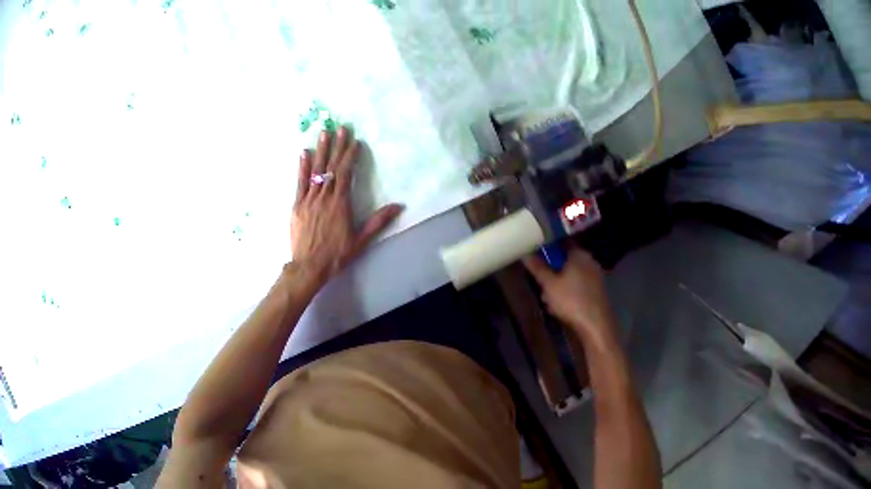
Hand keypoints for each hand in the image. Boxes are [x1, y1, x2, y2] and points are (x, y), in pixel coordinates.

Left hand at [290, 127, 403, 288]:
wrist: (309, 267)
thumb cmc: (336, 255)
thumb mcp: (361, 240)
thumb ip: (378, 221)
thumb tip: (399, 206)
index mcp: (340, 204)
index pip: (346, 173)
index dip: (350, 156)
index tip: (354, 141)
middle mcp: (325, 197)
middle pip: (332, 167)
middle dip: (337, 146)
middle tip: (341, 127)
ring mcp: (309, 199)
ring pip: (316, 170)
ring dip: (321, 150)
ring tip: (324, 132)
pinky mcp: (297, 205)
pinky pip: (301, 182)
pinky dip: (302, 167)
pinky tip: (304, 153)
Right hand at [522, 247, 616, 340]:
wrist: (595, 324)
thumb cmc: (571, 300)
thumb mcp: (548, 284)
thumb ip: (537, 268)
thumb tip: (525, 253)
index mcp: (579, 254)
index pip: (561, 243)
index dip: (547, 250)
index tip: (537, 259)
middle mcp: (590, 261)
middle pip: (566, 261)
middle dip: (552, 272)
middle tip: (541, 285)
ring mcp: (595, 276)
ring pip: (572, 276)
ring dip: (559, 285)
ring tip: (548, 301)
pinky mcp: (597, 291)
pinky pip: (579, 287)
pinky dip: (569, 293)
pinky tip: (561, 307)